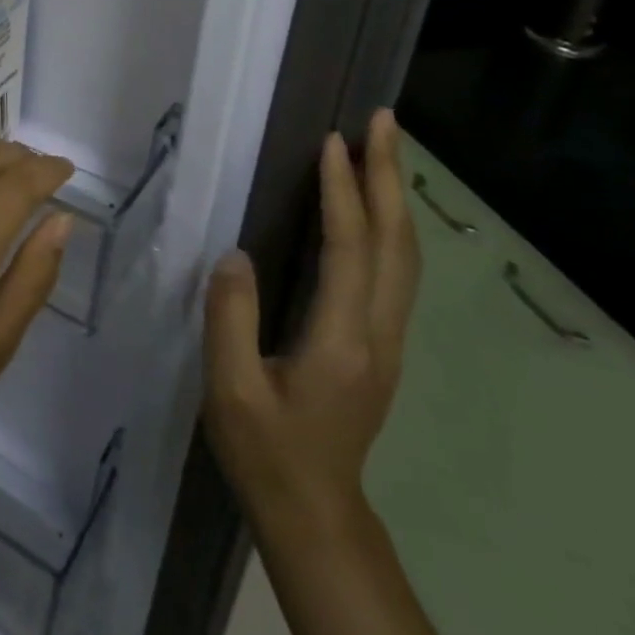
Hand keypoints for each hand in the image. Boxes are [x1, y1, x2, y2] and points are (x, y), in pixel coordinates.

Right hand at [203, 108, 419, 532]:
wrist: (316, 512)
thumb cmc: (267, 453)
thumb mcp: (231, 391)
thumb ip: (230, 319)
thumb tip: (234, 255)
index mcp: (341, 341)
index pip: (348, 249)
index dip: (341, 192)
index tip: (331, 141)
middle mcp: (377, 333)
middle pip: (395, 242)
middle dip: (389, 176)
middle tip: (383, 121)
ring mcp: (386, 340)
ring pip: (404, 255)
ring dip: (395, 196)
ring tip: (383, 149)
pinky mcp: (380, 345)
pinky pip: (395, 270)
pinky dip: (389, 225)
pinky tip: (374, 208)